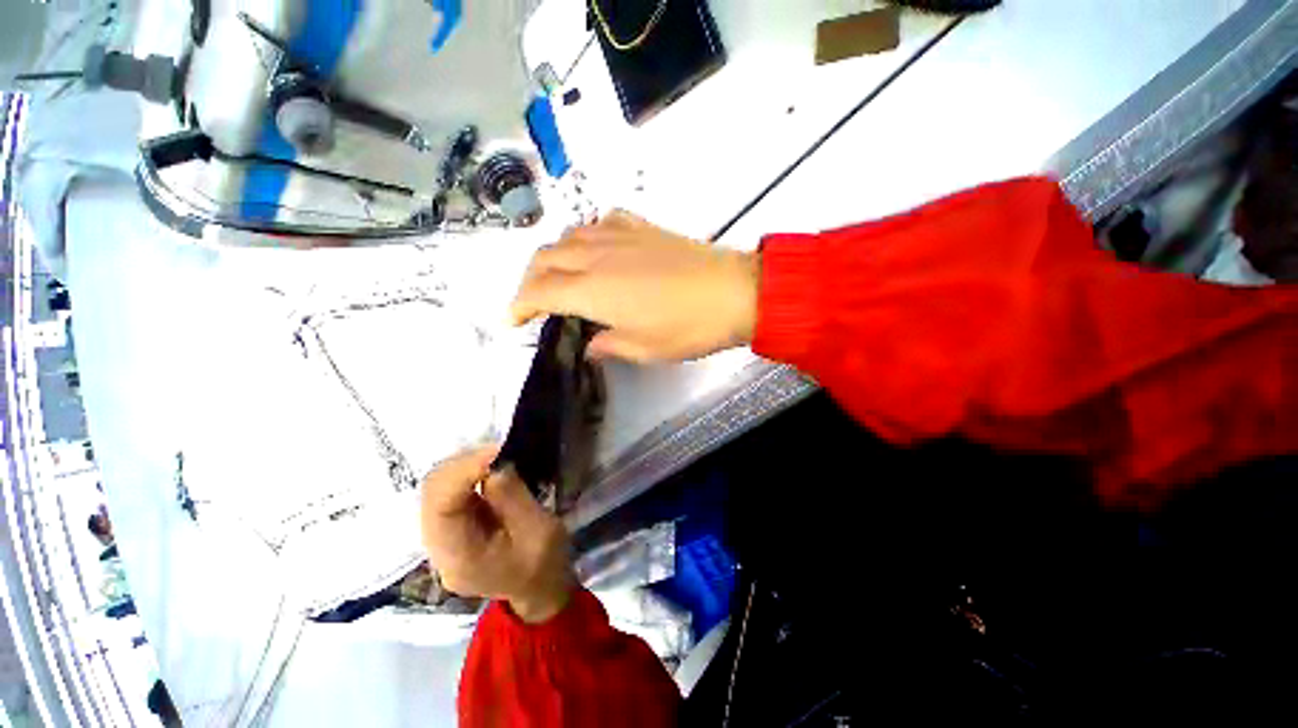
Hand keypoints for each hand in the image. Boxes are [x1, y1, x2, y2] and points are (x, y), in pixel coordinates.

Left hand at [420, 445, 574, 622]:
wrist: (539, 589)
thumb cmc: (544, 563)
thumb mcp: (539, 530)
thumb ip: (513, 498)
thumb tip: (494, 463)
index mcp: (459, 557)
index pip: (441, 505)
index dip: (463, 471)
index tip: (498, 451)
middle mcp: (437, 548)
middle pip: (430, 493)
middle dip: (462, 464)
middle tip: (499, 451)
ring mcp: (439, 538)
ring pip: (435, 488)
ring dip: (463, 466)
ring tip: (496, 458)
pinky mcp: (449, 527)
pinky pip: (447, 491)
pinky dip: (466, 473)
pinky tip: (489, 470)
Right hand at [511, 211, 758, 361]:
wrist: (734, 292)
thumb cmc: (689, 327)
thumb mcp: (646, 349)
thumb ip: (609, 344)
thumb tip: (591, 344)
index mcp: (594, 290)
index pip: (540, 292)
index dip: (519, 305)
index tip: (512, 320)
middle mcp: (598, 256)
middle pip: (545, 258)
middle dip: (529, 279)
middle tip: (533, 301)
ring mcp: (620, 236)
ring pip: (568, 236)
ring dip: (553, 256)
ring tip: (558, 275)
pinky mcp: (642, 227)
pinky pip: (601, 222)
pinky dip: (586, 235)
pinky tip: (594, 248)